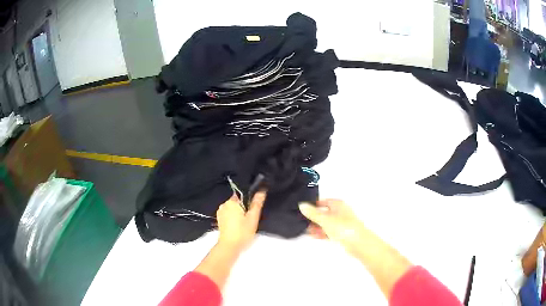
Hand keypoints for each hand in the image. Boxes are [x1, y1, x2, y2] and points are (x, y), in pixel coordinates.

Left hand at [216, 191, 265, 249]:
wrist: (230, 246)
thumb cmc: (242, 232)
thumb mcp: (253, 218)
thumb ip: (256, 204)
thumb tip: (261, 192)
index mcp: (231, 202)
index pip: (242, 195)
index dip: (249, 202)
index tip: (252, 211)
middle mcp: (224, 205)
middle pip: (238, 203)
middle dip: (244, 209)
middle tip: (250, 219)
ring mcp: (220, 213)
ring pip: (233, 210)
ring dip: (239, 215)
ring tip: (244, 225)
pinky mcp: (219, 220)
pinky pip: (229, 216)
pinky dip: (234, 219)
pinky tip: (238, 228)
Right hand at [299, 199, 367, 255]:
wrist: (358, 243)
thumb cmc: (343, 227)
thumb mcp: (325, 219)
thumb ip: (312, 213)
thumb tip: (301, 205)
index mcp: (338, 205)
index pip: (323, 201)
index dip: (313, 204)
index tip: (303, 209)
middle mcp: (340, 212)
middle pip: (324, 212)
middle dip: (314, 217)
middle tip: (301, 220)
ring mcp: (341, 223)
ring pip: (326, 223)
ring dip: (316, 226)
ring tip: (304, 229)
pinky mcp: (342, 234)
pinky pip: (329, 231)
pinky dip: (321, 232)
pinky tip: (313, 235)